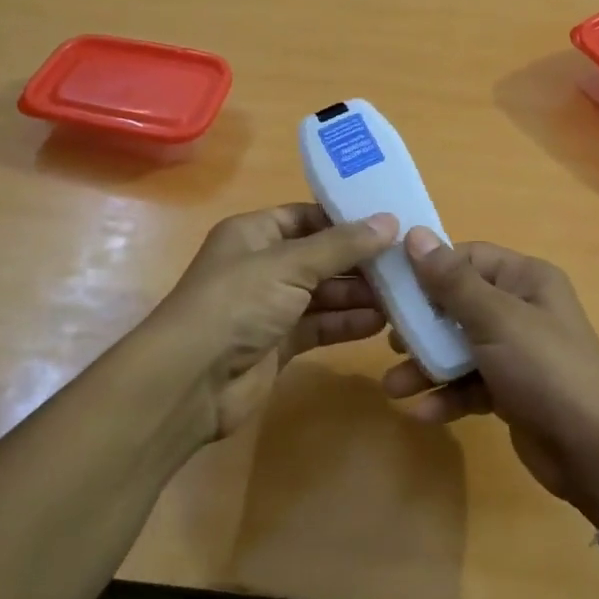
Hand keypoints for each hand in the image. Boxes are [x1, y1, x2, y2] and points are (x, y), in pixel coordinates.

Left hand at [142, 204, 397, 445]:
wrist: (191, 381)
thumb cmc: (236, 305)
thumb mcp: (289, 264)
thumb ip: (341, 245)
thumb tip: (389, 221)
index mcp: (255, 233)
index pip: (308, 217)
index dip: (347, 220)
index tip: (392, 224)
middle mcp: (262, 265)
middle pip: (321, 257)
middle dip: (360, 262)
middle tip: (407, 264)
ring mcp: (271, 306)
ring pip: (324, 293)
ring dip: (359, 294)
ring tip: (403, 294)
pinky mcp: (279, 343)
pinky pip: (320, 325)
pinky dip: (347, 323)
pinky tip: (380, 323)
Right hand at [382, 230, 598, 524]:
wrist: (593, 451)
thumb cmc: (544, 370)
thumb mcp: (496, 320)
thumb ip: (452, 281)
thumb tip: (415, 234)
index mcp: (526, 280)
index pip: (468, 258)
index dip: (429, 270)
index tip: (390, 287)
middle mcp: (522, 309)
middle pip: (458, 305)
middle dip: (422, 326)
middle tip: (390, 341)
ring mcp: (516, 352)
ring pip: (459, 348)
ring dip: (427, 367)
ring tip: (395, 387)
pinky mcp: (510, 390)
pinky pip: (470, 383)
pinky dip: (448, 396)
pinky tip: (423, 413)